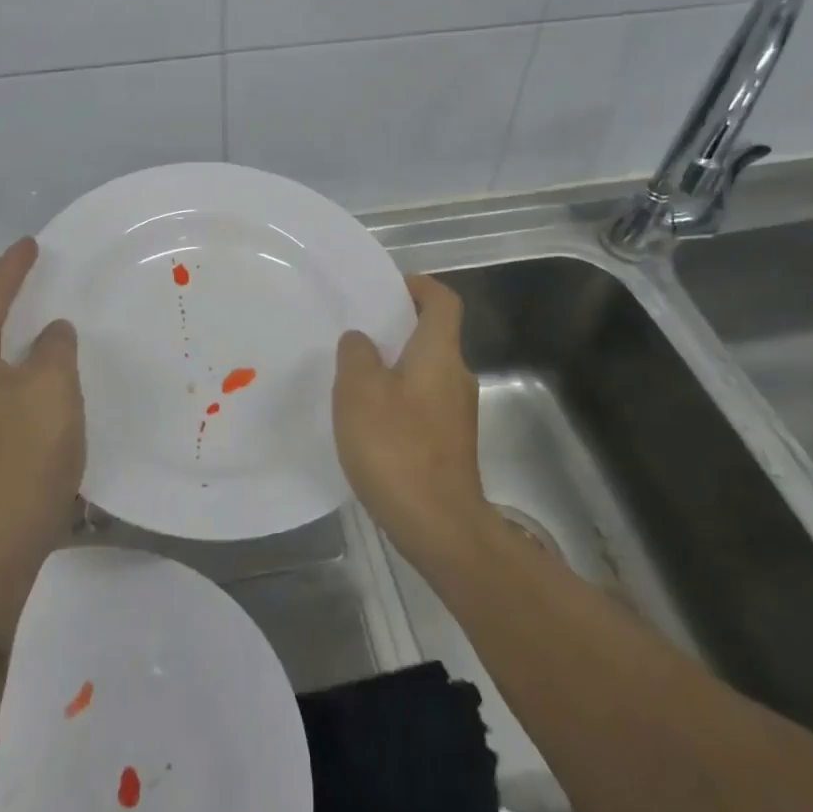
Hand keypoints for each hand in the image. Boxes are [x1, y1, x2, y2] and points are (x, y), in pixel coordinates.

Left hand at [0, 237, 83, 565]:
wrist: (2, 531)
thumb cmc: (26, 450)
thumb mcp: (52, 385)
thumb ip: (54, 346)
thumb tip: (52, 332)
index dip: (10, 268)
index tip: (31, 244)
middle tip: (16, 267)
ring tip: (21, 300)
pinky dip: (0, 342)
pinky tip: (28, 351)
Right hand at [333, 275, 485, 561]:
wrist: (438, 525)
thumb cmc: (396, 447)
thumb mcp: (358, 391)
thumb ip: (357, 355)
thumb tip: (362, 340)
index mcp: (439, 354)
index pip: (443, 301)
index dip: (419, 286)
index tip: (389, 288)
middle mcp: (457, 376)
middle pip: (433, 337)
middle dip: (398, 330)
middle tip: (357, 335)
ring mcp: (458, 414)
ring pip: (426, 373)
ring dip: (395, 367)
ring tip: (354, 378)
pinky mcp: (451, 444)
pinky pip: (424, 404)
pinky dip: (399, 399)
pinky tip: (369, 421)